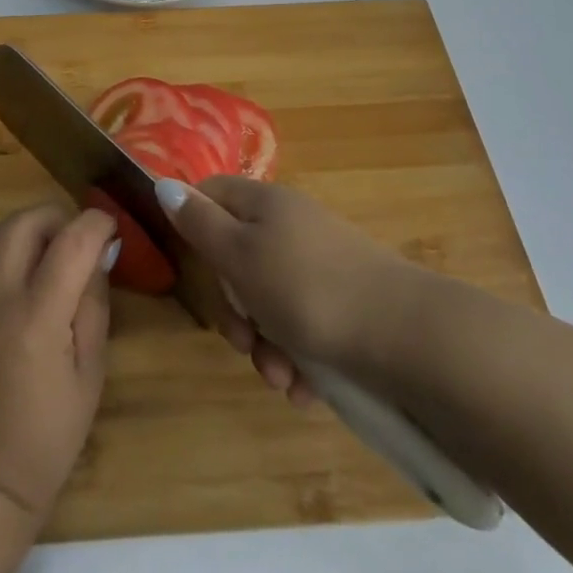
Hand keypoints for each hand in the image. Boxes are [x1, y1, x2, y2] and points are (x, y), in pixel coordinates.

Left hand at [0, 205, 117, 521]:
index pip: (71, 241)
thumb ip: (94, 304)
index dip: (97, 223)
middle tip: (81, 241)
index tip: (113, 228)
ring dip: (34, 231)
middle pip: (26, 221)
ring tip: (57, 258)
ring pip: (1, 232)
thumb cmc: (46, 437)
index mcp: (36, 318)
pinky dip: (12, 251)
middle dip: (60, 217)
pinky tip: (28, 281)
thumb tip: (100, 253)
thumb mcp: (90, 374)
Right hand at [157, 176, 410, 404]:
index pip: (212, 194)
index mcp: (265, 203)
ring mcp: (322, 264)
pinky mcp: (346, 303)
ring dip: (266, 345)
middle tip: (244, 342)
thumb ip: (199, 223)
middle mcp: (292, 226)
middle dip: (235, 311)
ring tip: (282, 378)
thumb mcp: (239, 255)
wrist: (408, 336)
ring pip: (270, 302)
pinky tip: (306, 389)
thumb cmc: (308, 289)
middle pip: (238, 258)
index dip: (194, 226)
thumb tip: (164, 183)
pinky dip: (299, 359)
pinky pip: (305, 327)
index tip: (197, 269)